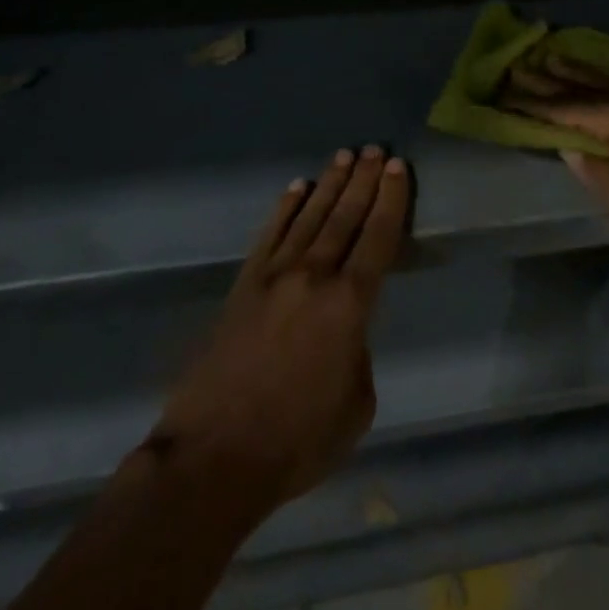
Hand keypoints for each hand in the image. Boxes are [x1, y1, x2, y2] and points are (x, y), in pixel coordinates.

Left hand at [153, 147, 409, 511]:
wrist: (211, 460)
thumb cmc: (295, 442)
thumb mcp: (356, 406)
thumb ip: (359, 355)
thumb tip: (346, 332)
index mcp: (349, 304)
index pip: (378, 237)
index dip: (390, 199)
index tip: (396, 167)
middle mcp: (314, 277)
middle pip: (345, 216)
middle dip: (363, 180)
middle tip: (375, 149)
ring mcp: (274, 277)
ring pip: (310, 217)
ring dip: (330, 184)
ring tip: (345, 155)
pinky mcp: (243, 287)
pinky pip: (270, 235)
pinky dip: (286, 208)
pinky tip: (297, 187)